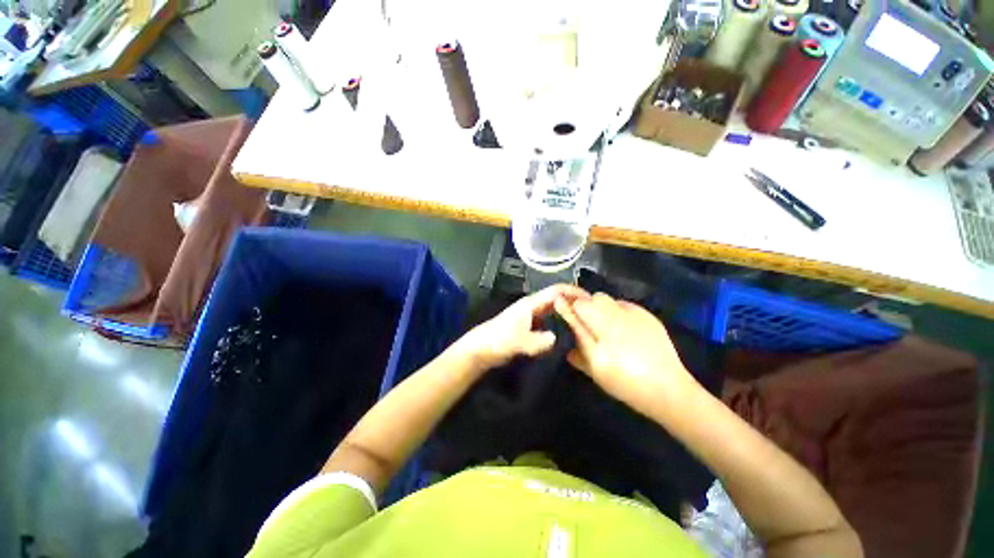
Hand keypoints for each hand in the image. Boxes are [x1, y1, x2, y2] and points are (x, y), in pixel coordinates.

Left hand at [455, 284, 589, 371]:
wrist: (481, 349)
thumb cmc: (497, 340)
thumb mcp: (517, 341)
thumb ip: (536, 341)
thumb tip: (556, 339)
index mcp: (531, 303)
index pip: (556, 291)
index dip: (574, 292)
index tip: (592, 300)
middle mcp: (533, 306)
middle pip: (558, 299)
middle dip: (574, 302)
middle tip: (594, 314)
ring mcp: (531, 316)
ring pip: (554, 310)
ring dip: (568, 313)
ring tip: (586, 323)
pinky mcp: (530, 327)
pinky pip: (550, 321)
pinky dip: (560, 324)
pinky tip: (568, 334)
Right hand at [554, 293, 699, 415]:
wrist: (668, 389)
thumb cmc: (626, 385)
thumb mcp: (597, 370)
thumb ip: (578, 349)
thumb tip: (564, 334)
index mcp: (603, 335)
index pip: (579, 309)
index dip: (568, 306)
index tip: (560, 305)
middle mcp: (617, 320)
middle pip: (592, 299)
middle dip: (584, 305)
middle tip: (585, 321)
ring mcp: (634, 315)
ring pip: (606, 299)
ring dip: (599, 306)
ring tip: (603, 323)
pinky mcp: (647, 315)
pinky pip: (622, 303)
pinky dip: (615, 310)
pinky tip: (621, 325)